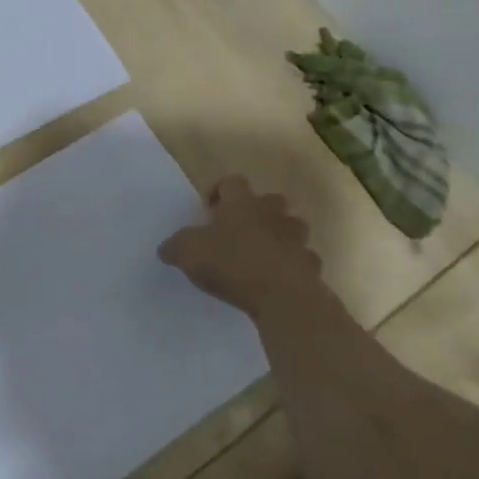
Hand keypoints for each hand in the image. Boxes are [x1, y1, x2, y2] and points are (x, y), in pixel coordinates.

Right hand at [158, 176, 327, 319]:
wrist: (282, 296)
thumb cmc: (231, 263)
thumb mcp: (187, 252)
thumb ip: (175, 247)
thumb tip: (166, 249)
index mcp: (241, 204)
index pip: (232, 182)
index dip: (220, 191)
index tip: (209, 209)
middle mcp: (272, 214)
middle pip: (271, 200)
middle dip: (258, 211)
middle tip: (239, 229)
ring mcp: (297, 240)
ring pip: (292, 228)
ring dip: (280, 236)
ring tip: (261, 254)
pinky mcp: (311, 267)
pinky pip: (303, 260)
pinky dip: (293, 266)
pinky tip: (278, 280)